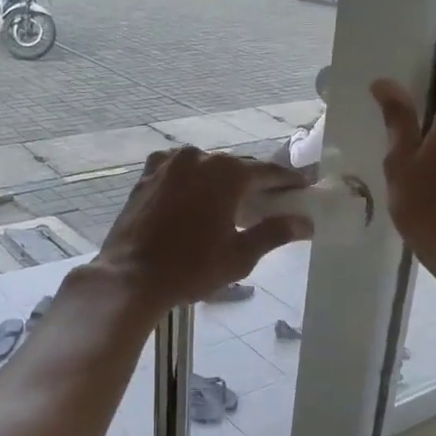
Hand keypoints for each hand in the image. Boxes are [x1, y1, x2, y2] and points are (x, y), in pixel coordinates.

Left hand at [92, 148, 311, 315]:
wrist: (130, 277)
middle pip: (236, 166)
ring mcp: (168, 164)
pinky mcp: (146, 176)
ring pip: (205, 167)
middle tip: (271, 198)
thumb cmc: (191, 268)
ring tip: (233, 200)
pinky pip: (178, 171)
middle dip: (254, 181)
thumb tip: (304, 222)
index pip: (267, 171)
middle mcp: (198, 158)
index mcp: (225, 173)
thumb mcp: (239, 256)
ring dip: (221, 180)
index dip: (287, 180)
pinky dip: (192, 180)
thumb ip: (274, 233)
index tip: (302, 187)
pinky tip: (195, 196)